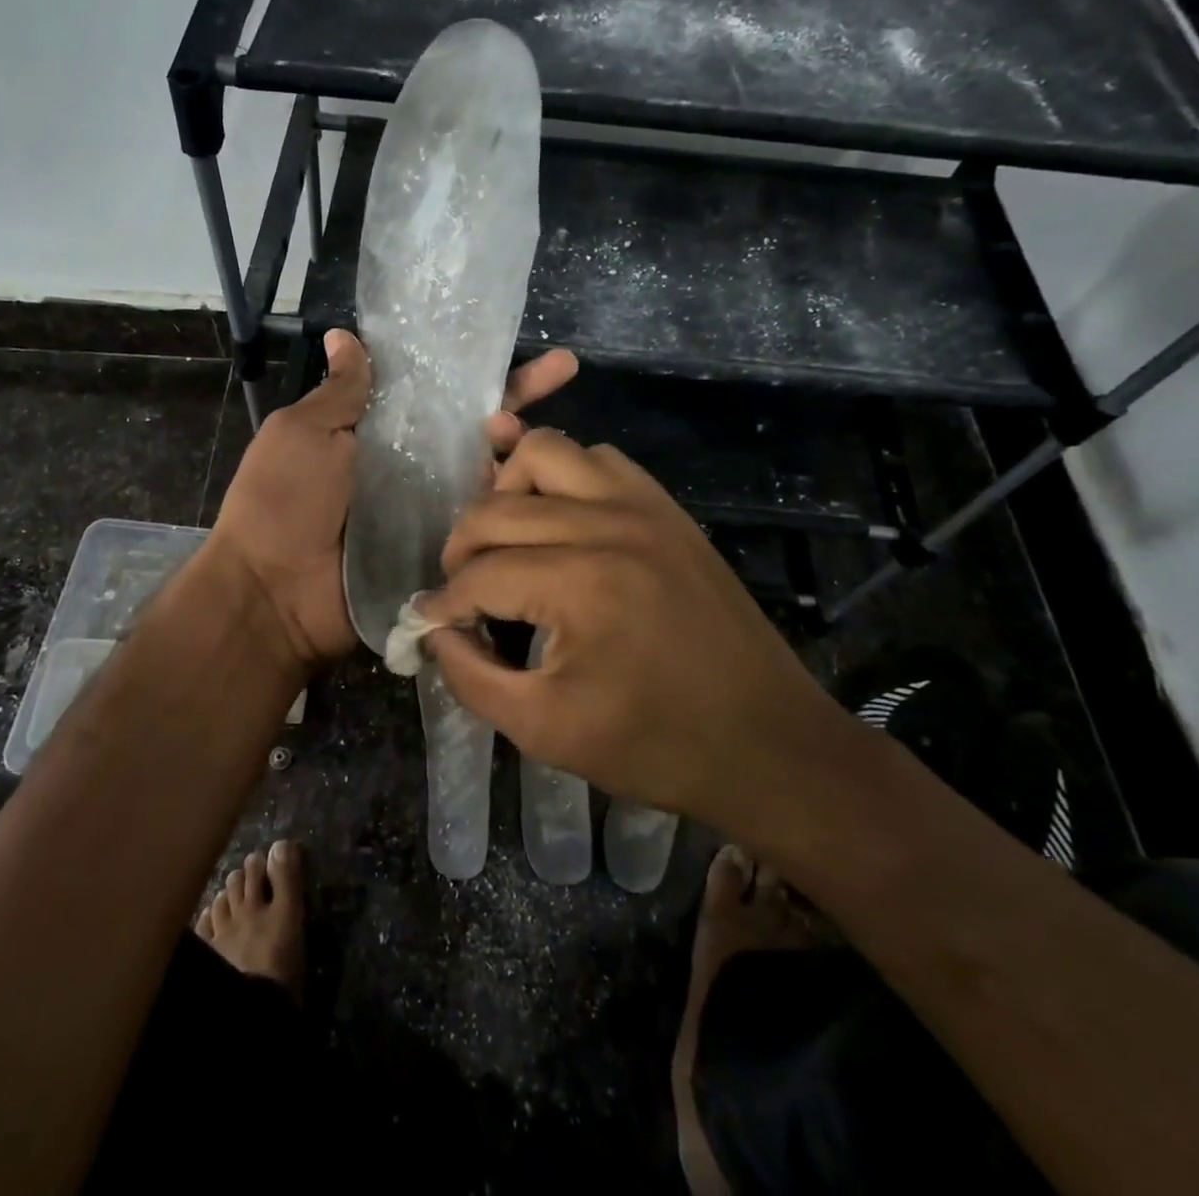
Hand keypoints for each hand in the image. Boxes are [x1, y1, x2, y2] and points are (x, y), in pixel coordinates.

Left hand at [207, 331, 577, 671]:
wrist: (274, 596)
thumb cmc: (281, 503)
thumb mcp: (302, 434)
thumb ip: (339, 393)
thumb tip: (347, 336)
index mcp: (378, 432)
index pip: (437, 390)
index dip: (473, 366)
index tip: (513, 340)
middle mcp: (413, 467)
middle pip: (475, 428)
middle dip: (518, 399)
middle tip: (562, 372)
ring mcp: (432, 511)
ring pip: (490, 473)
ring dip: (520, 450)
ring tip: (537, 437)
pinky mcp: (445, 551)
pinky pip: (487, 523)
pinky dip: (514, 504)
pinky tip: (549, 486)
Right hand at [418, 430, 849, 828]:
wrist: (768, 743)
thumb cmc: (655, 746)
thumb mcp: (543, 730)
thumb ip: (471, 676)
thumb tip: (436, 630)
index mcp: (581, 584)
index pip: (480, 575)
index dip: (444, 603)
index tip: (430, 624)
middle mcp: (609, 525)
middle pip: (498, 507)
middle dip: (461, 549)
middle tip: (463, 593)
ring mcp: (645, 507)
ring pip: (547, 453)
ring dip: (509, 492)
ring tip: (507, 543)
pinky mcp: (668, 509)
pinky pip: (599, 460)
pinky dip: (563, 478)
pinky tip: (559, 524)